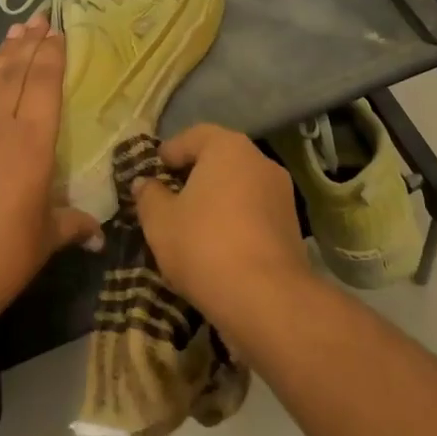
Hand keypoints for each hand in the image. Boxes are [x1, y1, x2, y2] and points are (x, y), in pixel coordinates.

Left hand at [0, 14, 102, 340]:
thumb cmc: (0, 259)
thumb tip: (97, 233)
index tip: (57, 31)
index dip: (51, 55)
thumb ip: (72, 225)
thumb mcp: (45, 240)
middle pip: (14, 73)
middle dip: (28, 43)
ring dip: (2, 55)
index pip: (43, 85)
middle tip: (38, 17)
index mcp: (31, 142)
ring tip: (14, 33)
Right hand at [130, 125, 307, 322]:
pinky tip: (218, 245)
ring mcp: (281, 192)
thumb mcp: (160, 221)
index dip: (170, 152)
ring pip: (239, 186)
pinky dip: (235, 219)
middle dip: (193, 175)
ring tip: (191, 225)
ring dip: (216, 199)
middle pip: (220, 159)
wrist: (266, 299)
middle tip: (168, 198)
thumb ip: (149, 196)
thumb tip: (144, 183)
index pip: (193, 136)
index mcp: (228, 147)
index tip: (153, 173)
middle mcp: (260, 160)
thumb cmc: (204, 245)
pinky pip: (254, 210)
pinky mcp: (292, 224)